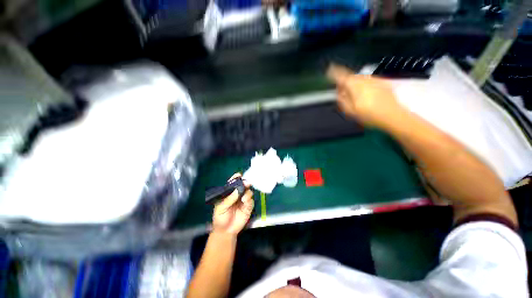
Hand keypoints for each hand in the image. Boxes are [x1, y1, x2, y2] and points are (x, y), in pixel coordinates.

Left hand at [212, 173, 253, 235]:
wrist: (226, 231)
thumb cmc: (220, 217)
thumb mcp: (221, 207)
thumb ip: (230, 198)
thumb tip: (238, 189)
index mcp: (229, 193)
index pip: (233, 183)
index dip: (236, 178)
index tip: (239, 175)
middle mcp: (237, 194)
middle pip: (243, 185)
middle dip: (245, 183)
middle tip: (246, 183)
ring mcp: (243, 200)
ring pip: (248, 191)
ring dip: (247, 192)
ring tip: (243, 197)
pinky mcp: (248, 206)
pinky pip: (251, 200)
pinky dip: (249, 199)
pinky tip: (245, 201)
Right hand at [327, 63, 403, 127]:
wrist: (393, 115)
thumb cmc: (369, 115)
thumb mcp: (351, 111)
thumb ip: (342, 100)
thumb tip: (339, 92)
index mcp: (355, 86)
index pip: (342, 76)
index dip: (334, 72)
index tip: (329, 70)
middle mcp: (365, 79)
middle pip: (351, 76)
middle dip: (344, 81)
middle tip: (341, 90)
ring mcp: (374, 80)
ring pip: (359, 78)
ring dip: (353, 82)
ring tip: (352, 94)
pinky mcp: (382, 82)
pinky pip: (368, 80)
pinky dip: (362, 84)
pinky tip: (364, 94)